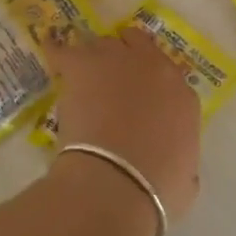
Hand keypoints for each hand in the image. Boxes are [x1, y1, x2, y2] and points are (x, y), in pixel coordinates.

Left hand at [45, 28, 201, 225]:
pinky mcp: (83, 65)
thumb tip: (177, 169)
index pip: (169, 78)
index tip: (141, 99)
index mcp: (182, 98)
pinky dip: (56, 51)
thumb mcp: (185, 183)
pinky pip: (64, 50)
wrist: (116, 184)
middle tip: (112, 77)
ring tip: (83, 74)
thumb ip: (183, 165)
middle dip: (127, 55)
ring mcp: (119, 61)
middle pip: (139, 45)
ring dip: (97, 57)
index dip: (153, 87)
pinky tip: (49, 51)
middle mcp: (155, 68)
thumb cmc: (155, 191)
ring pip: (105, 44)